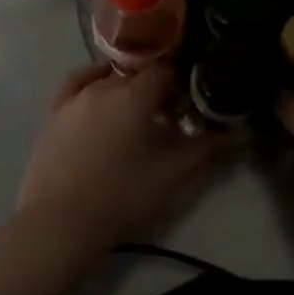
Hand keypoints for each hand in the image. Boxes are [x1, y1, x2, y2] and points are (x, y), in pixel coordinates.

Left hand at [17, 61, 225, 255]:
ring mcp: (76, 97)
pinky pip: (78, 82)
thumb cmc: (122, 196)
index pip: (166, 71)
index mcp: (135, 95)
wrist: (59, 223)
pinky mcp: (55, 111)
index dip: (181, 83)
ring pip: (110, 78)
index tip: (189, 103)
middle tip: (168, 117)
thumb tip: (239, 131)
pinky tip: (101, 89)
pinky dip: (94, 80)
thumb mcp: (172, 174)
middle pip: (138, 75)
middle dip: (156, 89)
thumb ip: (207, 147)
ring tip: (136, 114)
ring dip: (127, 88)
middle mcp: (105, 85)